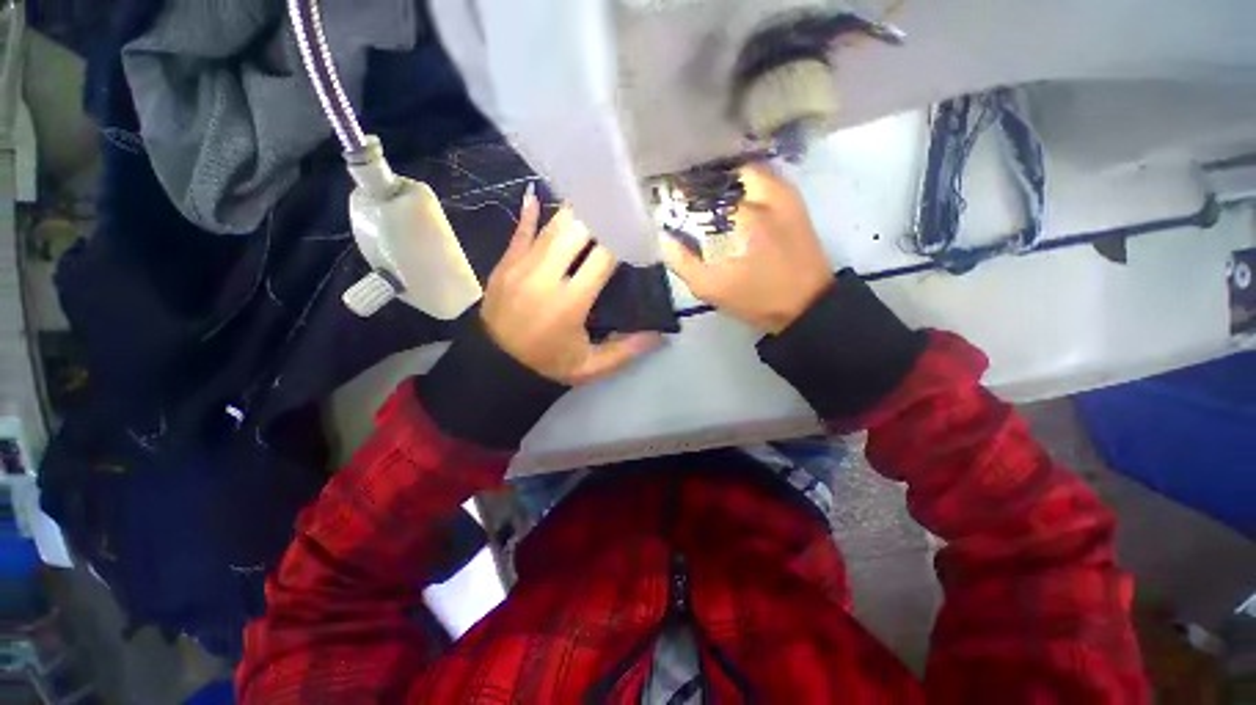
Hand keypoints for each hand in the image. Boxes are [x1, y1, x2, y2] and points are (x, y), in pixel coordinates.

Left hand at [481, 188, 662, 384]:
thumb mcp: (590, 367)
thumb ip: (626, 351)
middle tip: (617, 205)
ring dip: (573, 210)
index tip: (636, 228)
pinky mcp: (504, 265)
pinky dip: (530, 214)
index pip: (603, 257)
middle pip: (577, 231)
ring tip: (592, 195)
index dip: (621, 238)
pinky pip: (520, 232)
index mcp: (571, 302)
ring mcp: (521, 267)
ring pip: (552, 227)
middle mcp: (546, 277)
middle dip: (599, 216)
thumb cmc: (548, 365)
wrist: (496, 367)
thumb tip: (660, 336)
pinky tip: (537, 195)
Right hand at [661, 162, 833, 333]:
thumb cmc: (757, 298)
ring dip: (730, 179)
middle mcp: (769, 196)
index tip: (673, 200)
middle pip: (731, 171)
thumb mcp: (711, 288)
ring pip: (753, 171)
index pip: (707, 192)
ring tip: (712, 196)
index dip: (686, 194)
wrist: (807, 306)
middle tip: (694, 195)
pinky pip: (769, 180)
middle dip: (709, 180)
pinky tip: (737, 200)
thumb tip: (665, 237)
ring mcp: (787, 198)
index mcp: (747, 215)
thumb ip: (683, 262)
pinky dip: (749, 183)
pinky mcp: (797, 205)